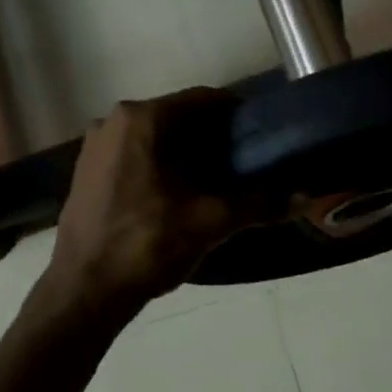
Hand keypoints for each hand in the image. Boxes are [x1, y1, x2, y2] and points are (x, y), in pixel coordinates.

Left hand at [41, 89, 252, 317]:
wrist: (84, 291)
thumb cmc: (147, 245)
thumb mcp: (209, 222)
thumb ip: (260, 204)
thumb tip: (307, 197)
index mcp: (141, 119)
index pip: (203, 100)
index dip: (237, 115)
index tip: (262, 134)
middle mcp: (112, 121)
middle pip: (178, 119)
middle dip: (213, 138)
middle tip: (246, 163)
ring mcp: (94, 147)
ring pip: (155, 139)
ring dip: (186, 154)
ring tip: (218, 182)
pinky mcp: (87, 173)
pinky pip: (134, 157)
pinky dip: (160, 167)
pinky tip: (179, 196)